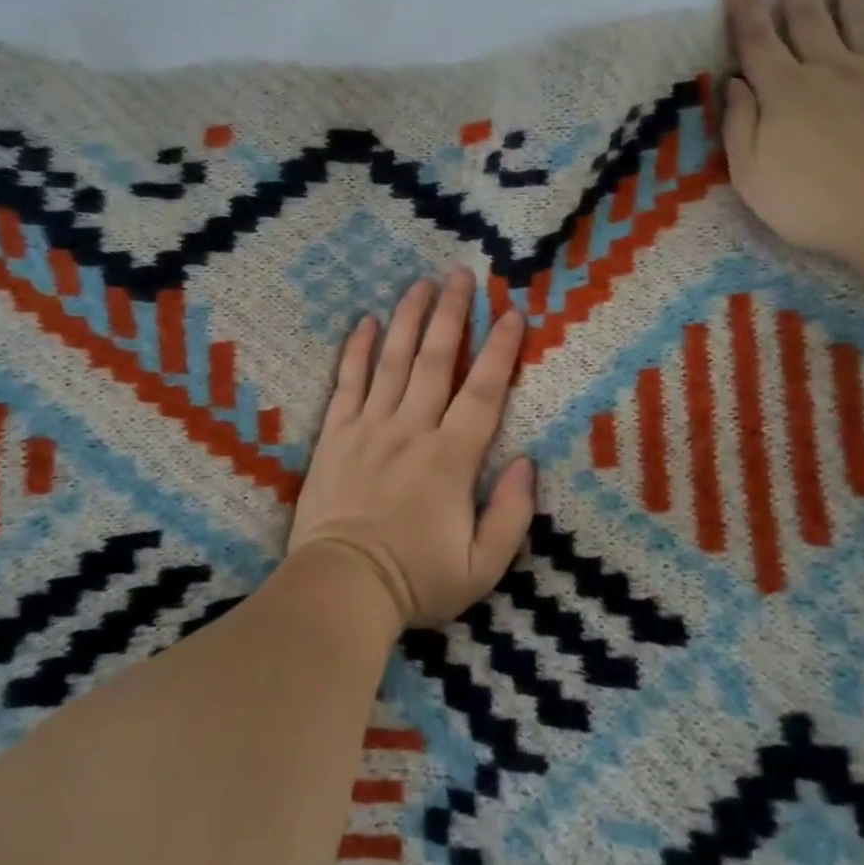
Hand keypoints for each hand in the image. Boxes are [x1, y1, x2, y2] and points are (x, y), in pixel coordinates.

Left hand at [288, 269, 535, 628]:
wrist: (341, 589)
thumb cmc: (416, 581)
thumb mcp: (483, 567)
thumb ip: (513, 514)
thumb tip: (528, 463)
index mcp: (451, 458)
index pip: (482, 392)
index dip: (500, 351)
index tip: (512, 314)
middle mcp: (412, 429)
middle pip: (435, 360)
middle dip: (452, 314)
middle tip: (461, 275)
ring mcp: (369, 428)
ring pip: (392, 360)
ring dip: (408, 319)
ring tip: (420, 284)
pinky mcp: (335, 435)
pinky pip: (347, 383)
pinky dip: (355, 351)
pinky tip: (364, 322)